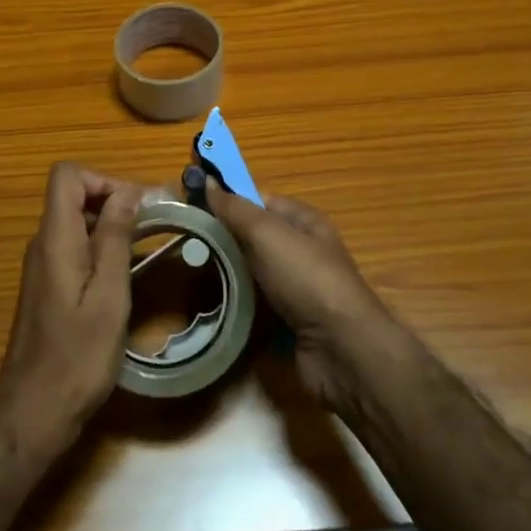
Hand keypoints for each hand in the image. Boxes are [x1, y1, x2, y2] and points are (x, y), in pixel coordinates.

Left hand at [0, 162, 140, 452]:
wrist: (34, 410)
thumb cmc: (77, 356)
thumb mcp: (109, 295)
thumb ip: (116, 239)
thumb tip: (127, 192)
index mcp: (55, 239)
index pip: (67, 175)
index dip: (103, 179)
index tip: (137, 206)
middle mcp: (43, 243)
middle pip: (73, 195)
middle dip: (114, 200)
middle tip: (153, 225)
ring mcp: (42, 265)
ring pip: (76, 221)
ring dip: (111, 225)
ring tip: (148, 248)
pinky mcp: (47, 285)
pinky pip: (74, 247)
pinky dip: (100, 248)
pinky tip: (124, 275)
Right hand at [206, 181, 396, 410]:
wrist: (341, 349)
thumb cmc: (306, 279)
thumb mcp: (268, 234)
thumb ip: (236, 209)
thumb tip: (208, 180)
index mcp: (305, 221)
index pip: (261, 201)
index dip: (231, 201)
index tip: (195, 206)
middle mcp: (303, 250)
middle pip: (256, 237)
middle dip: (226, 238)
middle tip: (188, 243)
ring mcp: (298, 287)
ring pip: (254, 272)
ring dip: (230, 273)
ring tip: (194, 272)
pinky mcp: (291, 320)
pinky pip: (258, 303)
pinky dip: (239, 303)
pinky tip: (215, 304)